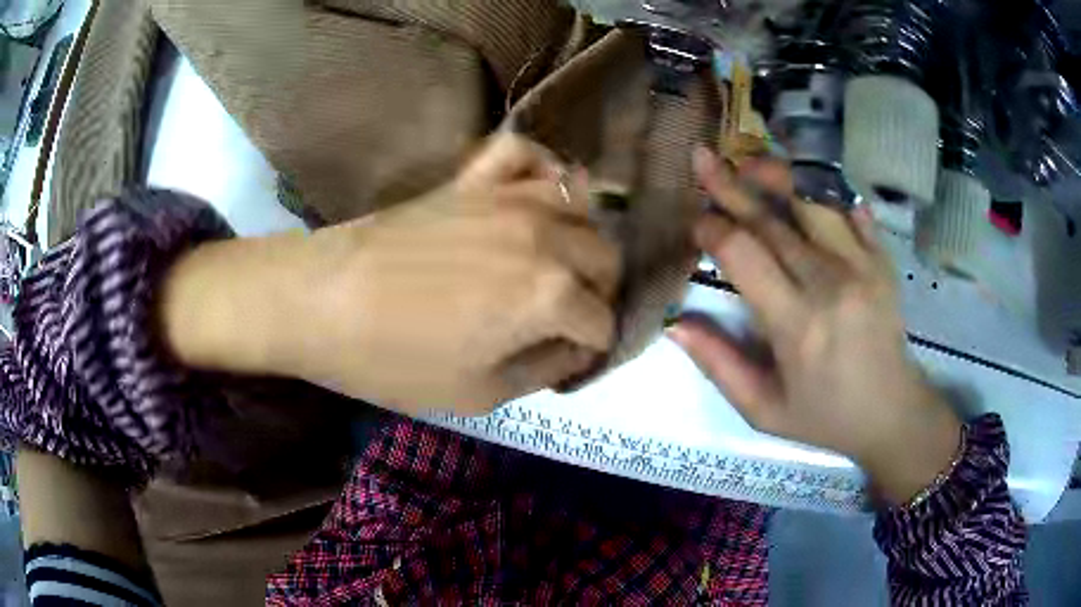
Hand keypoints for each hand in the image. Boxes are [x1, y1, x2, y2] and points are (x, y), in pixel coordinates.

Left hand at [161, 134, 620, 415]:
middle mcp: (545, 235)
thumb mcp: (478, 394)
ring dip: (581, 238)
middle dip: (597, 294)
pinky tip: (532, 195)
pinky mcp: (473, 178)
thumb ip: (543, 370)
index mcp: (550, 294)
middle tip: (563, 318)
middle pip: (606, 258)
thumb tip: (573, 349)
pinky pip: (524, 153)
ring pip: (582, 204)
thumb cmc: (393, 360)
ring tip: (556, 262)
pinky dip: (540, 168)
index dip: (588, 350)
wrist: (321, 302)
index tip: (563, 363)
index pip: (602, 322)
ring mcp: (509, 196)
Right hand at [670, 149, 961, 504]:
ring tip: (750, 161)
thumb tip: (675, 325)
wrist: (893, 413)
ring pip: (812, 199)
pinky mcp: (882, 259)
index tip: (696, 222)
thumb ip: (719, 366)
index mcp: (795, 324)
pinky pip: (851, 208)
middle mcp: (829, 282)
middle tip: (702, 158)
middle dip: (730, 185)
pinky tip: (804, 181)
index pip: (743, 254)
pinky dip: (825, 189)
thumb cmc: (826, 417)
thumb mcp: (764, 410)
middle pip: (771, 218)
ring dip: (777, 174)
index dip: (712, 229)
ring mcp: (861, 264)